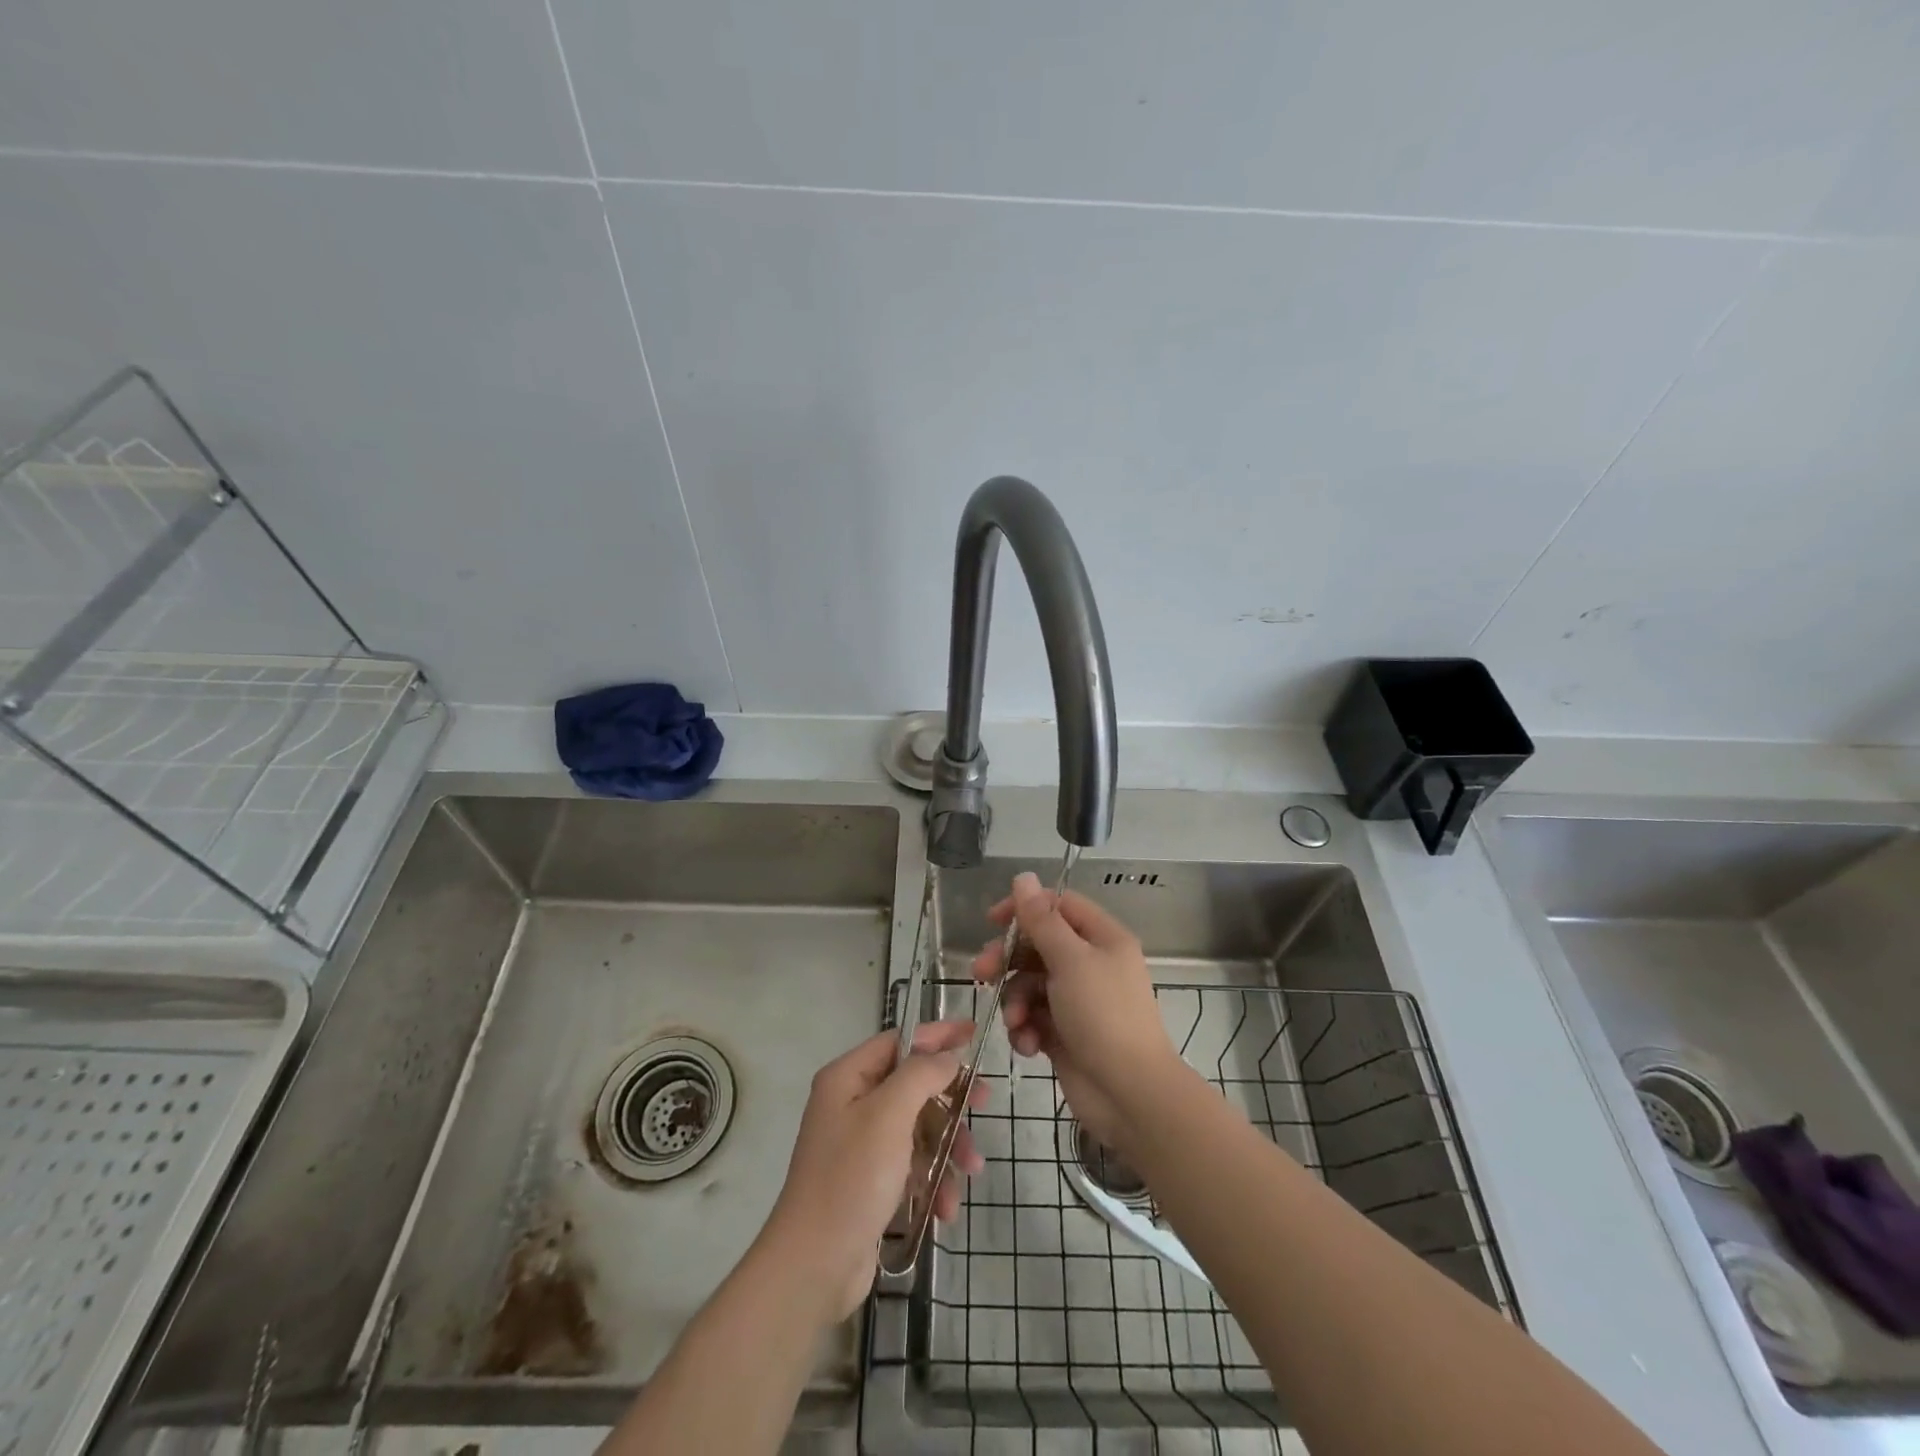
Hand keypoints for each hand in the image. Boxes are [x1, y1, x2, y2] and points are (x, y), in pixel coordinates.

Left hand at [759, 1021, 985, 1321]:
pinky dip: (933, 1179)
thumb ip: (922, 1075)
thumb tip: (947, 1055)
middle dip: (950, 1099)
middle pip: (914, 1085)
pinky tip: (946, 1206)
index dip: (937, 1035)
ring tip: (971, 1170)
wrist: (814, 1266)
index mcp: (848, 1078)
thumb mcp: (889, 1115)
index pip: (900, 1041)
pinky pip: (912, 1165)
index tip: (975, 1034)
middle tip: (984, 1103)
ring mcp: (862, 1145)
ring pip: (919, 1127)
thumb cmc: (851, 1178)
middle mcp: (852, 1104)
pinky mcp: (871, 1182)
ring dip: (948, 1147)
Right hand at [972, 872, 1184, 1154]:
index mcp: (1102, 938)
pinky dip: (1026, 1029)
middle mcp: (1091, 964)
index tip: (992, 921)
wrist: (1130, 1095)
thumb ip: (1041, 920)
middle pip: (1038, 946)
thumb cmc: (1103, 1016)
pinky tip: (1028, 1045)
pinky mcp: (1065, 1033)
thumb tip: (1022, 876)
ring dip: (1015, 1002)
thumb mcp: (1070, 960)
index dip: (1025, 909)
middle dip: (1008, 961)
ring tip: (1016, 1022)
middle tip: (981, 973)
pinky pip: (1034, 1018)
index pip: (1058, 906)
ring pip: (1030, 985)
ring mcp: (1077, 1001)